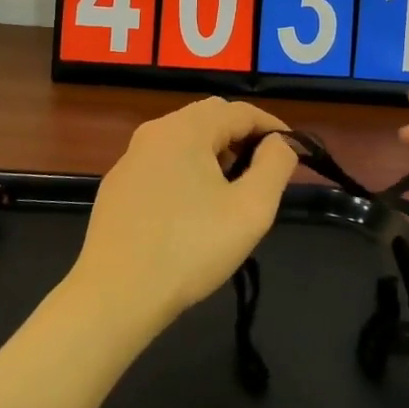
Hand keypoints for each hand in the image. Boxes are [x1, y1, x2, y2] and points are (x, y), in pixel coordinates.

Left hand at [72, 98, 299, 333]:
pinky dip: (187, 171)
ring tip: (232, 190)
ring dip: (214, 154)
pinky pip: (162, 163)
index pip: (240, 111)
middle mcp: (154, 132)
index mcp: (186, 129)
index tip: (293, 151)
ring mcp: (130, 159)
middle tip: (264, 170)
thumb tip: (279, 143)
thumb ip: (275, 166)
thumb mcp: (251, 209)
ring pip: (184, 140)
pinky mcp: (117, 186)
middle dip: (242, 136)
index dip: (272, 126)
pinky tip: (193, 209)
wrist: (115, 296)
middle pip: (209, 118)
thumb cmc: (190, 249)